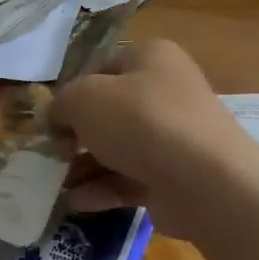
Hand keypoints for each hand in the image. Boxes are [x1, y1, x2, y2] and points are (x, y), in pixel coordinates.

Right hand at [48, 39, 243, 210]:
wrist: (206, 182)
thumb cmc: (141, 121)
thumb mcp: (84, 99)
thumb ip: (60, 105)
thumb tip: (54, 119)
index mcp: (150, 58)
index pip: (99, 69)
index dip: (71, 94)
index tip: (52, 121)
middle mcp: (165, 91)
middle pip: (107, 112)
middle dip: (75, 136)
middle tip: (54, 154)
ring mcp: (173, 136)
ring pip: (117, 148)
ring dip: (84, 166)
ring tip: (56, 185)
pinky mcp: (175, 177)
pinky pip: (130, 178)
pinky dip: (103, 188)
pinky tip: (76, 202)